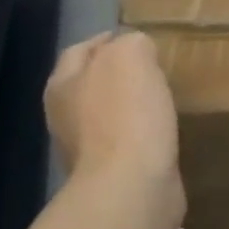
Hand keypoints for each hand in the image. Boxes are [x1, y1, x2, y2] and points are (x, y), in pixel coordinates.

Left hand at [44, 32, 184, 225]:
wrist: (132, 188)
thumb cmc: (127, 117)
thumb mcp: (131, 58)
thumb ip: (133, 44)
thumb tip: (138, 51)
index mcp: (63, 85)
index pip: (80, 50)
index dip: (107, 40)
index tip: (139, 39)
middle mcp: (66, 117)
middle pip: (91, 85)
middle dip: (118, 76)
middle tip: (155, 69)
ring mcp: (88, 151)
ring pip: (109, 118)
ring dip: (131, 110)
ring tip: (163, 101)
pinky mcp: (113, 177)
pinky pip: (129, 147)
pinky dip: (144, 138)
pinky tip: (165, 135)